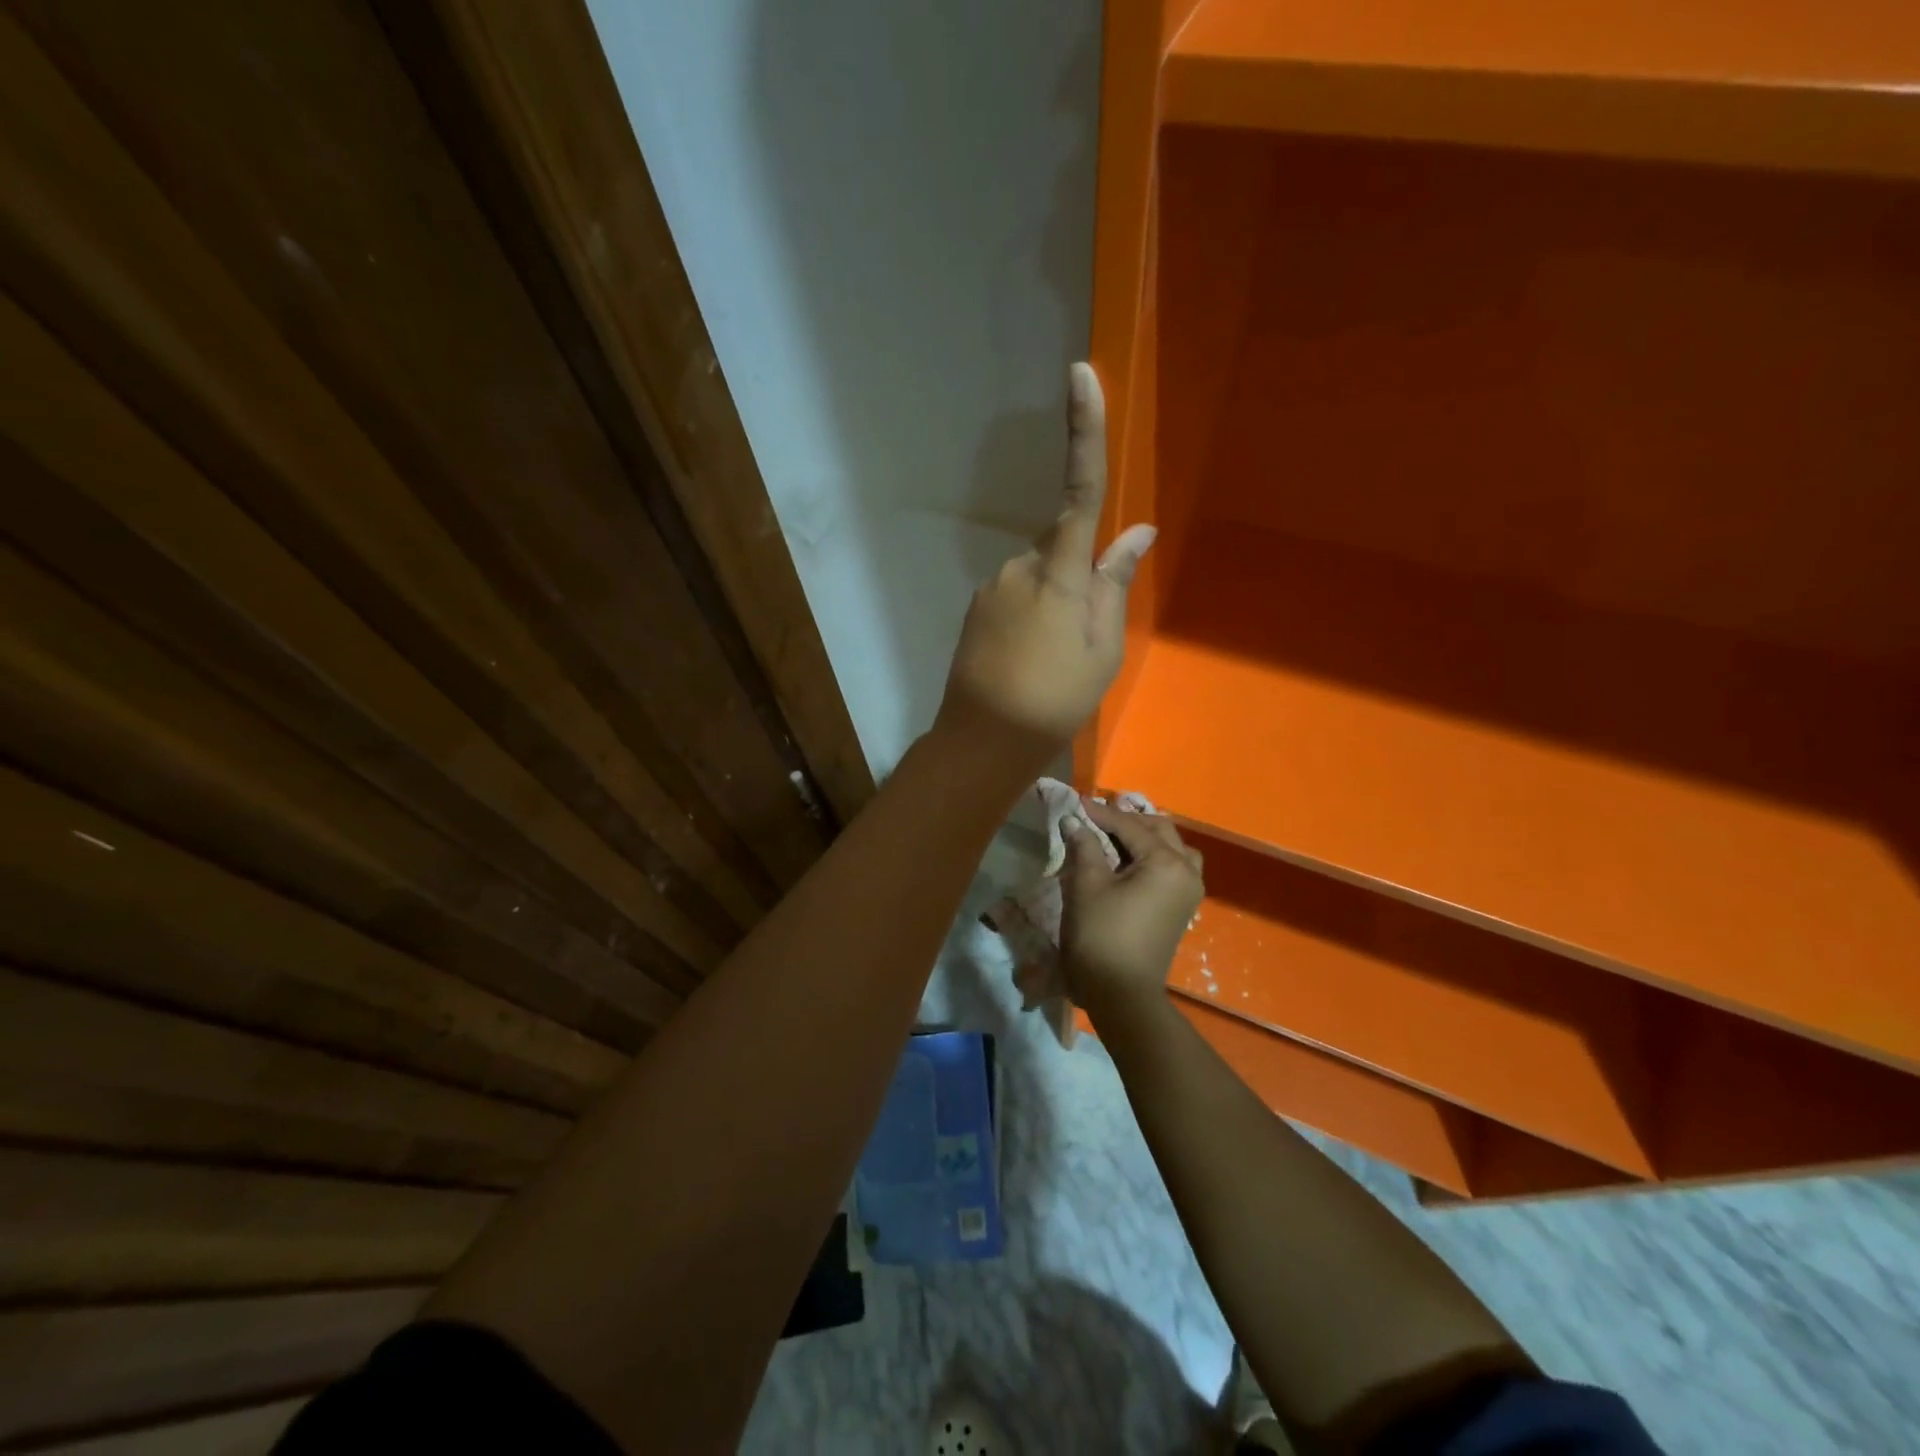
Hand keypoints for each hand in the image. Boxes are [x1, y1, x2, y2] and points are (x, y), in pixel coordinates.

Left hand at [934, 363, 1156, 771]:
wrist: (984, 739)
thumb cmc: (1055, 698)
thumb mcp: (1102, 648)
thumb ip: (1114, 584)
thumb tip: (1136, 533)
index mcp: (1060, 573)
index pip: (1080, 491)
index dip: (1083, 432)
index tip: (1079, 375)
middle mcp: (1019, 566)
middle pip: (1061, 547)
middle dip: (1078, 575)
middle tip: (1080, 639)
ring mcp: (991, 587)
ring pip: (1038, 575)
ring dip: (1053, 602)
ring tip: (1052, 659)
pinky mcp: (976, 608)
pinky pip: (1015, 595)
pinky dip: (1030, 616)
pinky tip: (1027, 659)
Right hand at [1059, 801, 1204, 1013]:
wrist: (1121, 993)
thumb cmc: (1102, 935)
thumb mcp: (1087, 886)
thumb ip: (1084, 847)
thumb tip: (1074, 821)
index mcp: (1166, 862)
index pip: (1131, 826)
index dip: (1101, 813)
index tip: (1077, 802)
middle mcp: (1186, 871)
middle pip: (1159, 831)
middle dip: (1127, 820)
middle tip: (1096, 816)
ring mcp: (1189, 892)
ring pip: (1173, 849)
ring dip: (1146, 837)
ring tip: (1118, 835)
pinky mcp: (1182, 908)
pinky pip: (1174, 868)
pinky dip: (1155, 857)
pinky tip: (1131, 861)